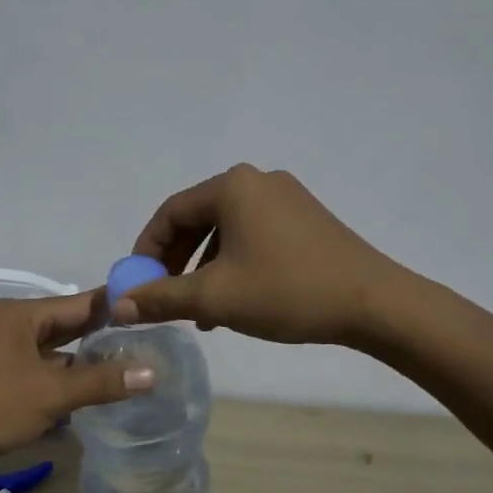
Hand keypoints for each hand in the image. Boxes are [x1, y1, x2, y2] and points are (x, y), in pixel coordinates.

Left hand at [0, 291, 152, 475]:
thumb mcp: (49, 394)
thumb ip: (100, 381)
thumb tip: (154, 371)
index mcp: (24, 315)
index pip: (83, 303)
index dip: (119, 307)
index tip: (156, 312)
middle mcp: (14, 326)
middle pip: (69, 326)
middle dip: (105, 337)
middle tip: (151, 345)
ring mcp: (3, 353)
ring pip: (55, 352)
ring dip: (84, 362)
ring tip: (129, 370)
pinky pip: (40, 372)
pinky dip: (63, 380)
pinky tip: (88, 395)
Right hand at [114, 164, 406, 345]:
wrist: (374, 303)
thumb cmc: (286, 291)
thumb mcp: (215, 298)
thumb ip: (161, 299)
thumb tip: (118, 306)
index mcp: (232, 187)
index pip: (170, 213)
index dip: (146, 249)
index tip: (137, 283)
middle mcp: (257, 181)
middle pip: (198, 219)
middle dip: (176, 261)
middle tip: (164, 296)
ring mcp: (286, 198)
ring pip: (226, 232)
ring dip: (204, 269)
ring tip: (199, 311)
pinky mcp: (306, 219)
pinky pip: (253, 236)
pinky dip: (234, 265)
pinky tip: (234, 301)